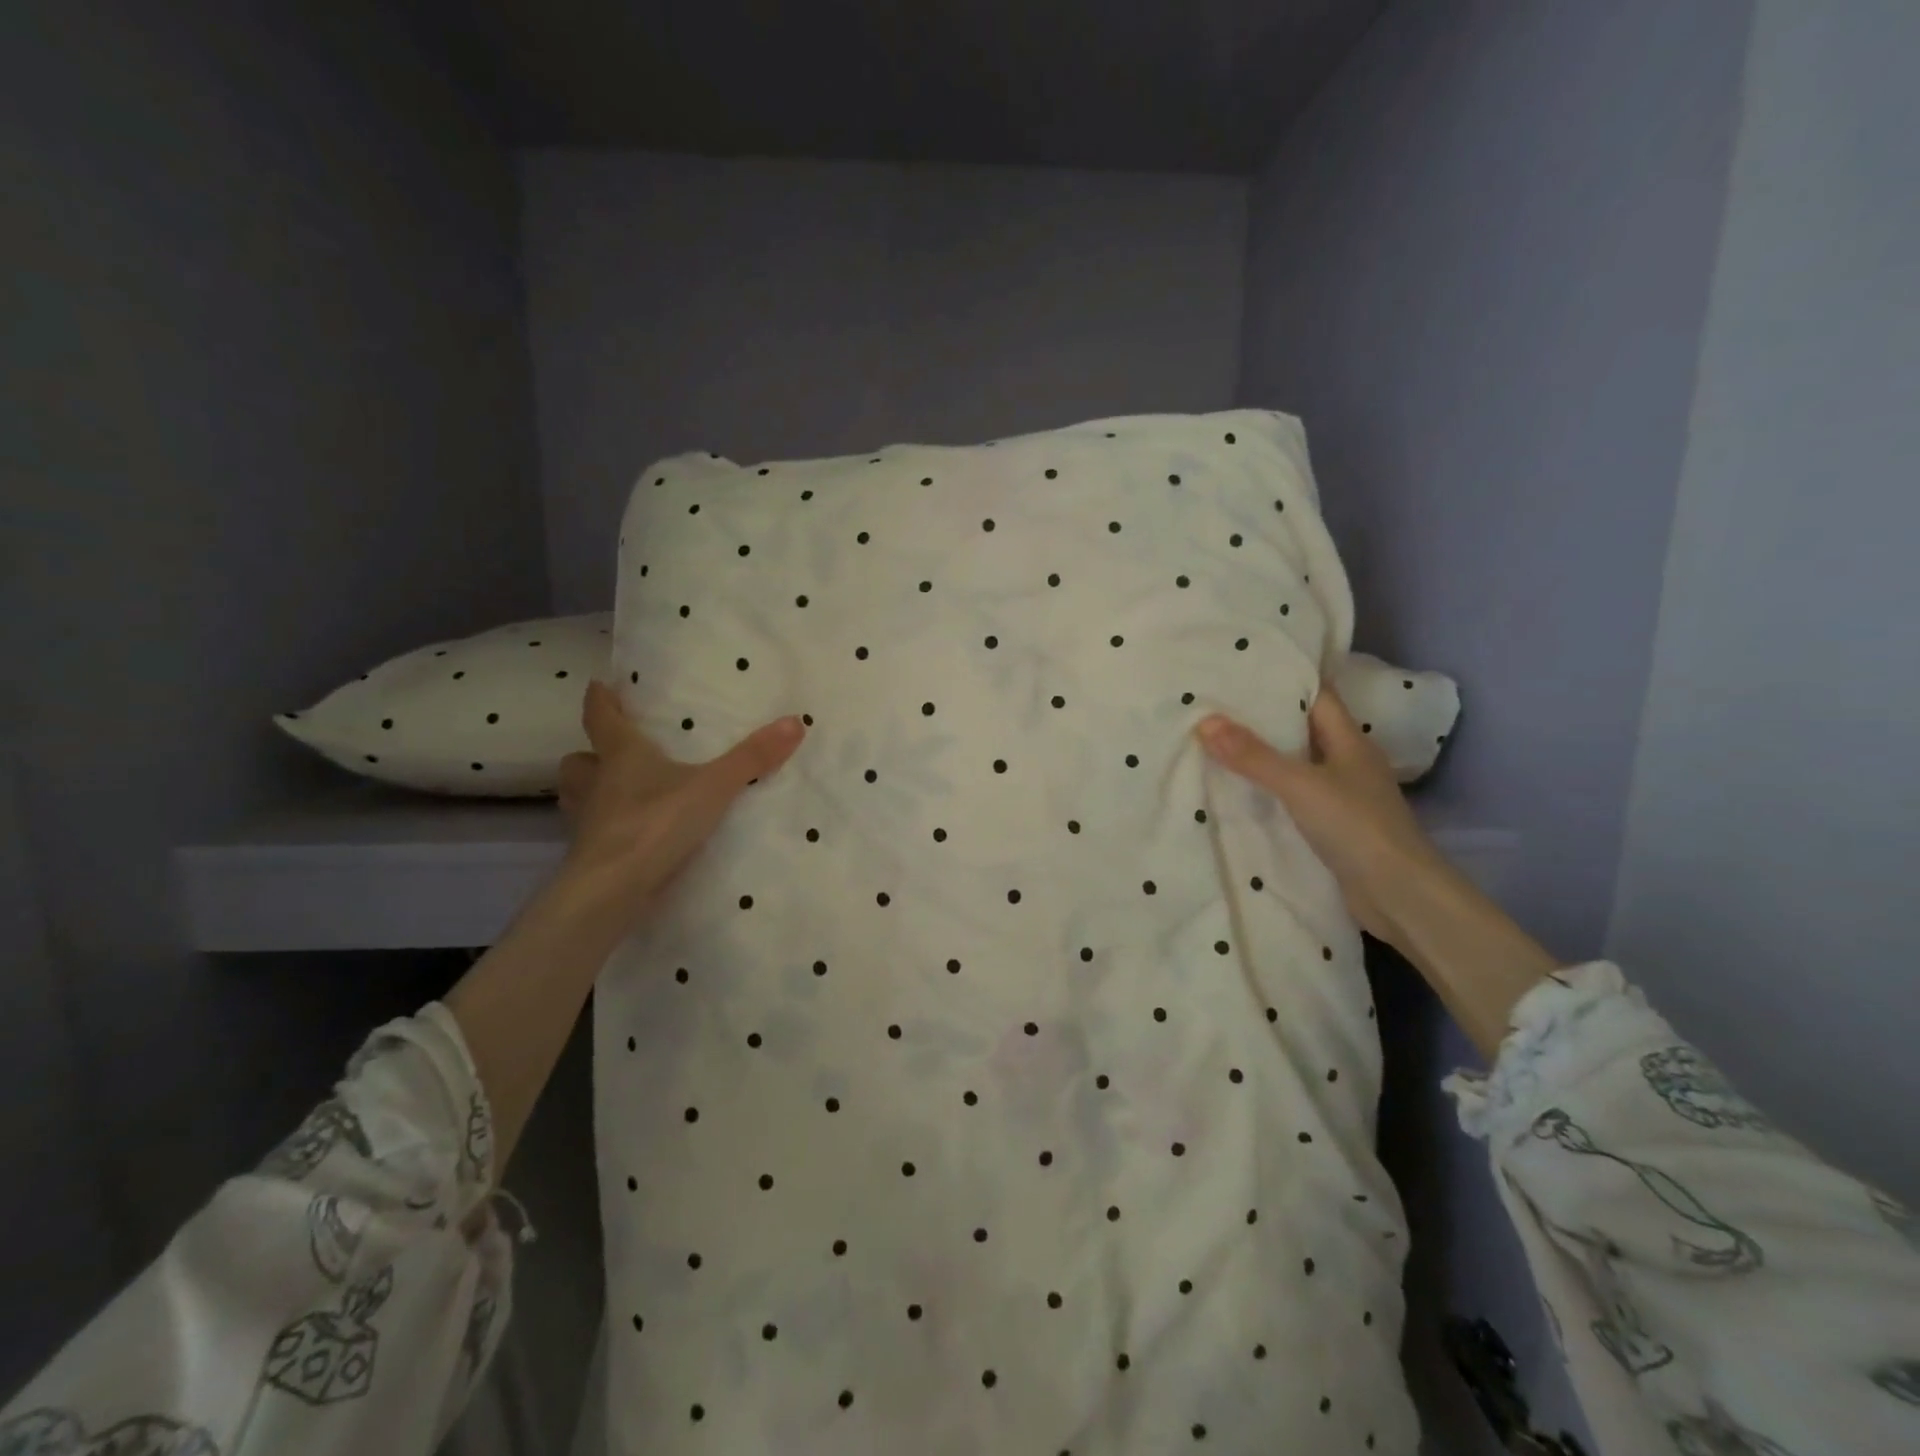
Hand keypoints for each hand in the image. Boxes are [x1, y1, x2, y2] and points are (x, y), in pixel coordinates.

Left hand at [554, 681, 805, 930]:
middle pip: (579, 760)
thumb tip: (795, 721)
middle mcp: (597, 783)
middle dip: (591, 753)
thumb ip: (752, 757)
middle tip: (611, 753)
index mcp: (621, 755)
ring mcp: (588, 822)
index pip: (600, 717)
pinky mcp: (591, 856)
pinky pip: (593, 833)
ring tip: (617, 794)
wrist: (612, 891)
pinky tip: (630, 836)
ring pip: (578, 797)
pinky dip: (606, 829)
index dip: (600, 699)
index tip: (600, 684)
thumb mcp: (714, 787)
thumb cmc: (656, 824)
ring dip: (591, 790)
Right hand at [1196, 685, 1442, 944]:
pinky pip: (1295, 796)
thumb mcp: (1300, 784)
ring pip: (1297, 764)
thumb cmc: (1356, 827)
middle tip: (1217, 705)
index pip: (1316, 697)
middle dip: (1265, 717)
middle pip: (1303, 729)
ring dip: (1265, 755)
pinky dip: (1270, 789)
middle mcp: (1348, 762)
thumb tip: (1205, 722)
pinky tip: (1240, 790)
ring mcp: (1342, 796)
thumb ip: (1253, 756)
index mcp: (1350, 741)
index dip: (1284, 681)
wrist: (1399, 895)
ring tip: (1217, 742)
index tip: (1242, 670)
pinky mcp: (1333, 826)